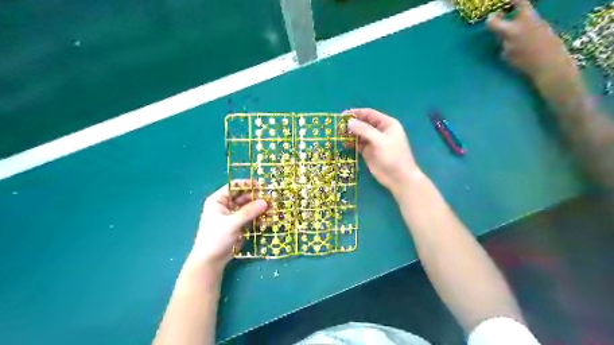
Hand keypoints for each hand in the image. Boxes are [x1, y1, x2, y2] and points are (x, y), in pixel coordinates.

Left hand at [188, 181, 267, 272]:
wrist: (211, 260)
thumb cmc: (216, 238)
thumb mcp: (231, 223)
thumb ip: (248, 212)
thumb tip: (265, 202)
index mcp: (219, 200)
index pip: (234, 187)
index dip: (247, 184)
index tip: (261, 186)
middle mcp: (227, 205)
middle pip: (244, 196)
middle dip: (257, 198)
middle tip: (271, 199)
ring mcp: (234, 215)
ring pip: (250, 207)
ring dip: (260, 208)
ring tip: (272, 210)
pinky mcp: (240, 224)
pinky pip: (252, 217)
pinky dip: (259, 217)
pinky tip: (268, 219)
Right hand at [345, 107, 422, 193]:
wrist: (398, 178)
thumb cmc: (393, 157)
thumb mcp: (380, 141)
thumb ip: (364, 130)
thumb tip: (349, 122)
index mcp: (387, 124)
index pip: (369, 114)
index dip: (356, 113)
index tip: (342, 115)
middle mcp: (380, 131)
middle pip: (363, 123)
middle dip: (351, 124)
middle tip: (338, 126)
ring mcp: (374, 142)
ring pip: (359, 134)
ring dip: (350, 133)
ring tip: (338, 134)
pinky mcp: (368, 152)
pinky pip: (358, 144)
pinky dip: (351, 143)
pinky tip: (343, 144)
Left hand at [485, 0, 581, 84]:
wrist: (548, 66)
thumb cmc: (551, 45)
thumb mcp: (541, 27)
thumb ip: (527, 22)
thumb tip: (514, 20)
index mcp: (529, 19)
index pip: (518, 2)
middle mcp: (514, 30)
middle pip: (492, 23)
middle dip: (491, 20)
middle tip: (494, 17)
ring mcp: (506, 44)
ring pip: (501, 37)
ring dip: (506, 38)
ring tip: (523, 44)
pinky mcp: (504, 56)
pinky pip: (504, 49)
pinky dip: (510, 50)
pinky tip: (521, 54)